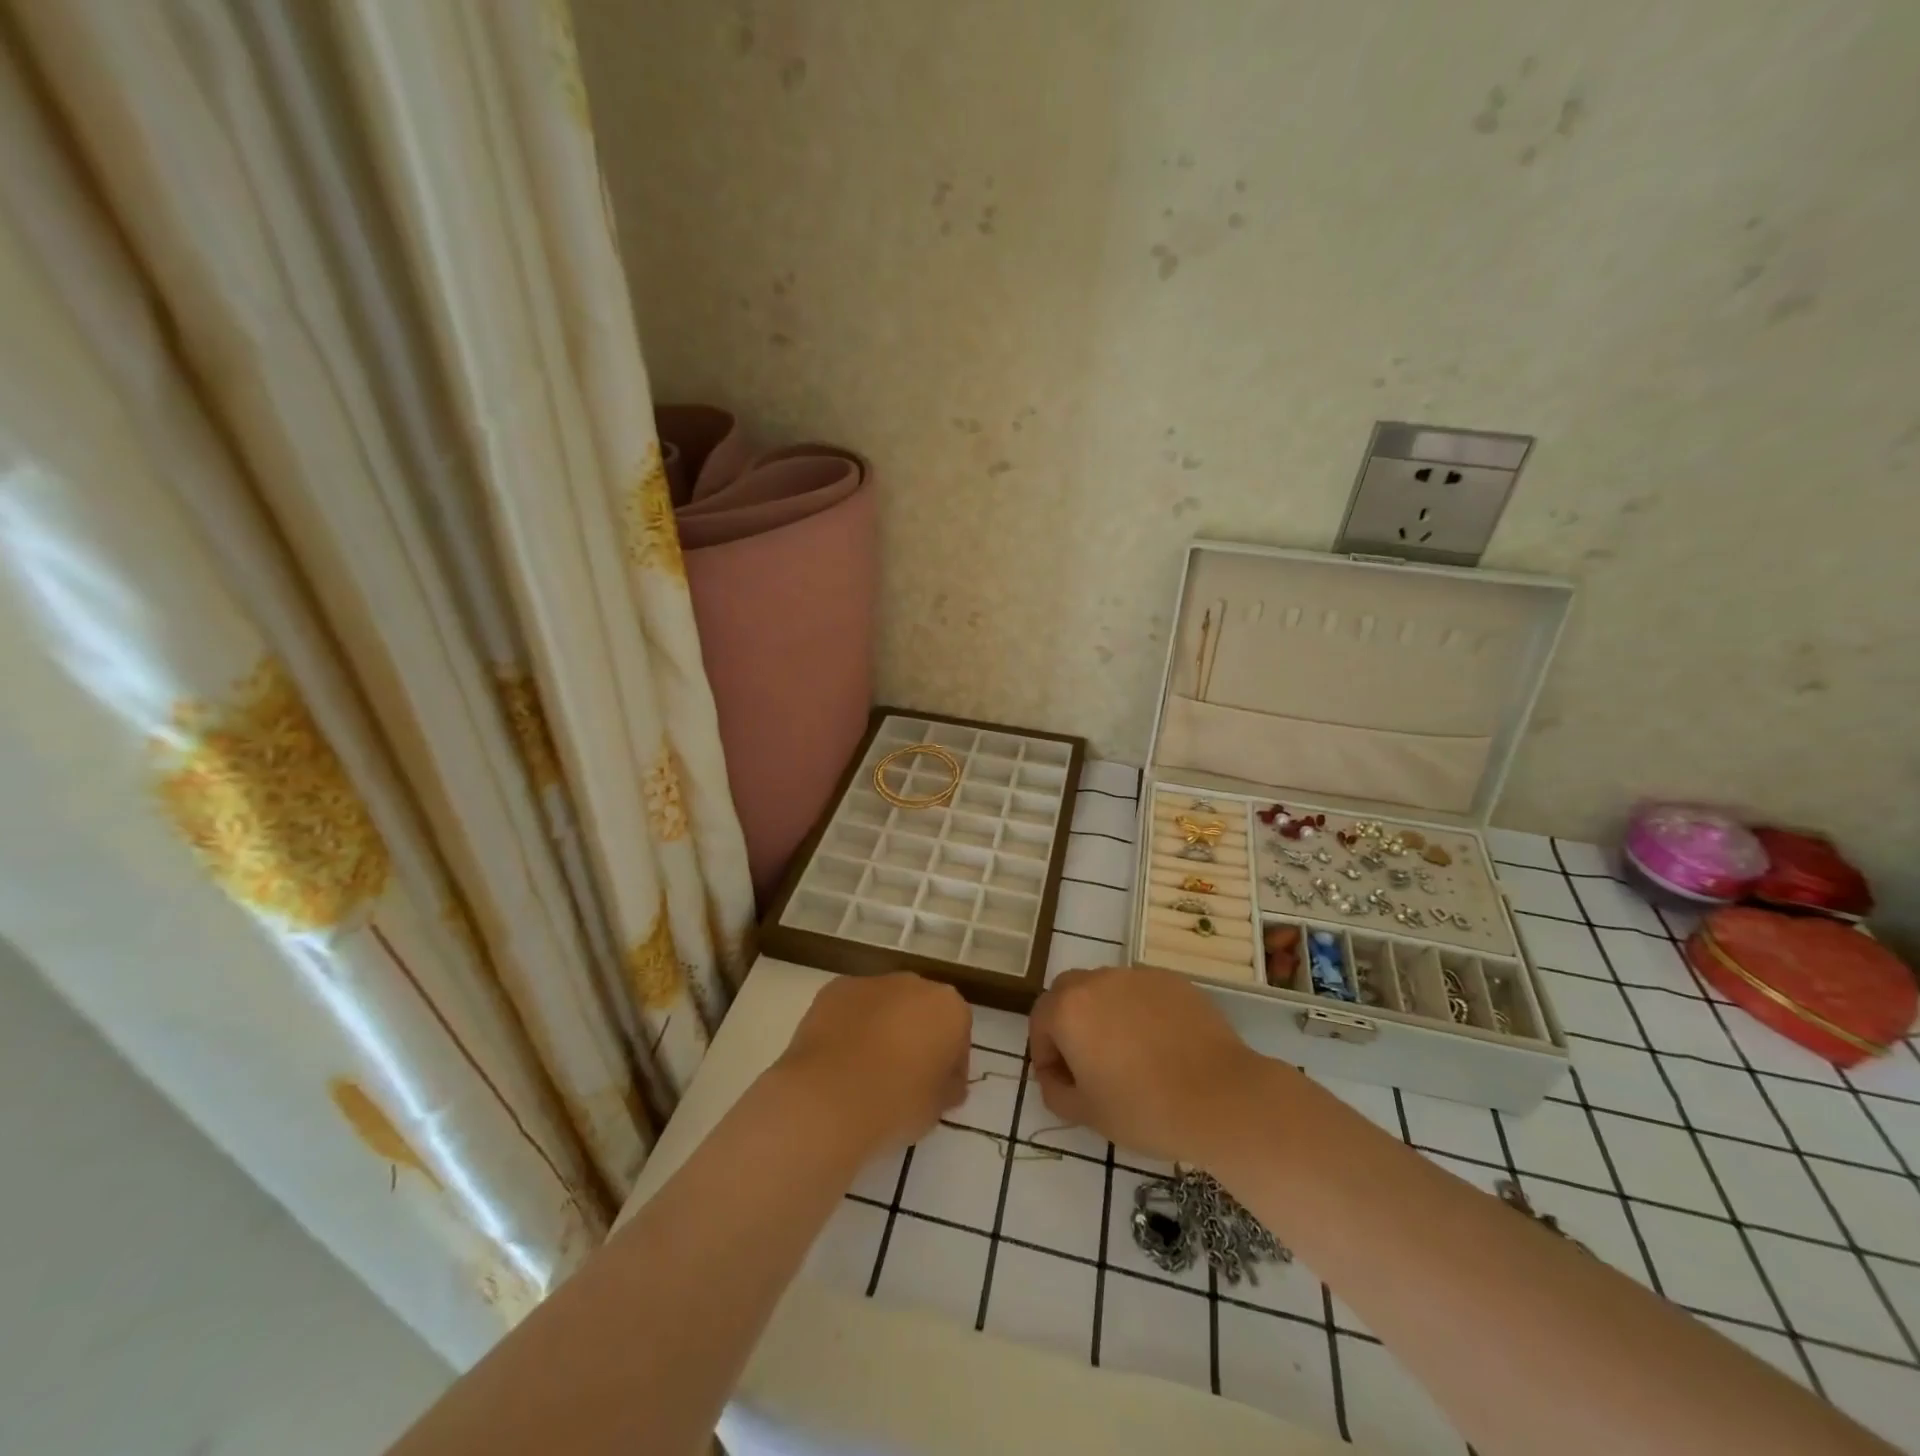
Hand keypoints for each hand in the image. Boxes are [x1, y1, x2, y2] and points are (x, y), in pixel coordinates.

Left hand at [775, 972, 970, 1156]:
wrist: (829, 1098)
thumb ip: (947, 1087)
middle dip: (916, 1036)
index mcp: (949, 1008)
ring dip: (881, 1028)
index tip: (939, 1089)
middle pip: (921, 1010)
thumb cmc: (897, 1103)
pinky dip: (848, 1027)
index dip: (950, 1063)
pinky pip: (850, 1009)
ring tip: (865, 1070)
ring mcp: (871, 983)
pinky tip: (838, 1060)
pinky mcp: (834, 989)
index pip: (958, 1033)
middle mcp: (914, 984)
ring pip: (884, 1005)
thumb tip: (946, 1083)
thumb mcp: (937, 1107)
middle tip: (903, 1077)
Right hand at [1028, 965, 1266, 1164]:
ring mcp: (1138, 976)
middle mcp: (1098, 980)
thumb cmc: (1145, 1110)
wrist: (1222, 1099)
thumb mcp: (1087, 1114)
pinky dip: (1140, 1012)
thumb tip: (1055, 1076)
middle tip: (1087, 1062)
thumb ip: (1056, 1091)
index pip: (1040, 1020)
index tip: (1061, 1082)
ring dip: (1104, 1014)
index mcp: (1069, 1008)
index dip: (1044, 1052)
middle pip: (1069, 993)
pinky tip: (1160, 1046)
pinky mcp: (1173, 981)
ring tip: (1128, 1054)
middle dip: (1068, 1023)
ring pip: (1106, 989)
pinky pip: (1142, 992)